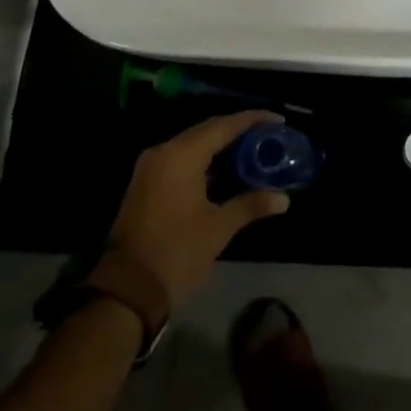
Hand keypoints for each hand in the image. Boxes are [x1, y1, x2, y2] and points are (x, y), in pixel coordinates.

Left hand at [108, 112, 290, 305]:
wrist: (127, 290)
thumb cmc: (177, 253)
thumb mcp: (219, 228)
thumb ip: (251, 205)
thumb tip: (283, 199)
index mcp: (181, 155)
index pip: (224, 126)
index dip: (253, 120)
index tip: (278, 120)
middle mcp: (163, 152)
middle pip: (208, 130)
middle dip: (239, 131)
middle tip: (269, 136)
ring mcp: (151, 167)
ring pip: (193, 145)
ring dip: (221, 147)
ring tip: (253, 152)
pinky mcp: (146, 183)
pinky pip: (181, 159)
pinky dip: (205, 161)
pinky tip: (227, 172)